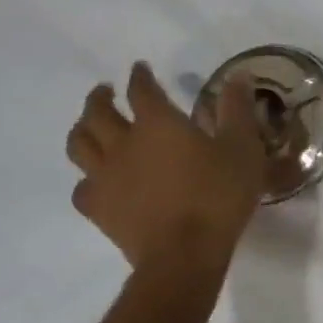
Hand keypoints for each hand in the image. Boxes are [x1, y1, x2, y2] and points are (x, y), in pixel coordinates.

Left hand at [65, 62, 293, 266]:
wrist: (184, 253)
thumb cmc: (218, 195)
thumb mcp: (243, 148)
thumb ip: (238, 110)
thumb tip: (238, 76)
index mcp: (158, 123)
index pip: (141, 89)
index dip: (140, 76)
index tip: (140, 68)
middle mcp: (123, 142)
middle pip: (97, 112)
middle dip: (100, 97)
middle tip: (106, 92)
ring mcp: (105, 176)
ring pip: (79, 144)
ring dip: (82, 129)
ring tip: (90, 126)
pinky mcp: (99, 209)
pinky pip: (81, 187)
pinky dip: (87, 178)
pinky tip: (96, 181)